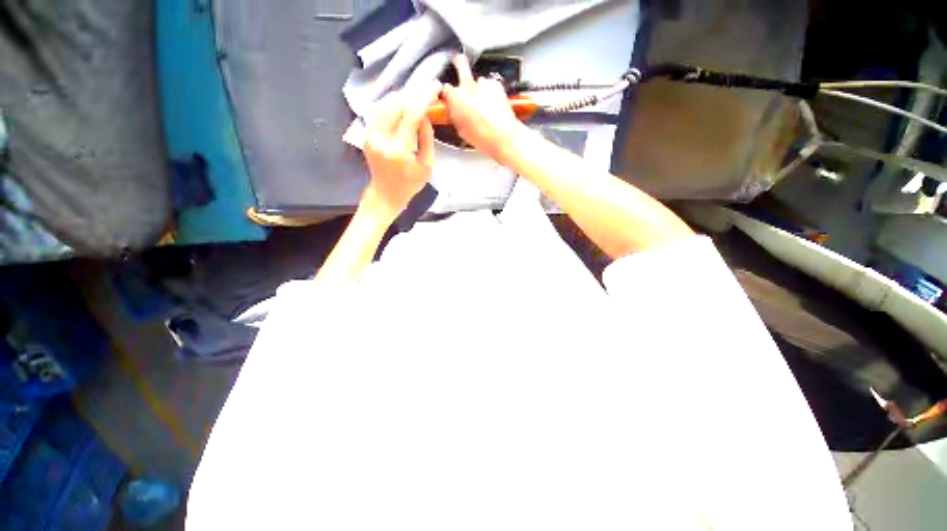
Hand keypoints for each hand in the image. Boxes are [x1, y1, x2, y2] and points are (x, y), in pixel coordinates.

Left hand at [363, 82, 441, 217]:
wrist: (386, 193)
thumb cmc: (410, 184)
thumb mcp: (427, 166)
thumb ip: (427, 139)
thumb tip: (425, 115)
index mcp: (399, 151)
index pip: (410, 116)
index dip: (423, 98)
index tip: (434, 88)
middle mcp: (381, 140)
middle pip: (395, 105)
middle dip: (413, 93)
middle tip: (427, 87)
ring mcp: (370, 135)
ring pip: (384, 104)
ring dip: (401, 95)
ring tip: (416, 91)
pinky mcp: (366, 134)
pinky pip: (378, 111)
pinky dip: (390, 102)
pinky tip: (401, 100)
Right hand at [441, 54, 525, 162]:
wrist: (503, 136)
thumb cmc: (482, 137)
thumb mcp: (461, 130)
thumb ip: (455, 116)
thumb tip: (454, 112)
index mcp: (455, 98)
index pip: (446, 88)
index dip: (448, 93)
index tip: (450, 97)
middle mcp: (468, 86)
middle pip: (460, 63)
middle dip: (458, 63)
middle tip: (458, 65)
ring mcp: (484, 83)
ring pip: (479, 80)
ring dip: (479, 88)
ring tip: (484, 103)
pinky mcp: (497, 85)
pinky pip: (491, 85)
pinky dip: (491, 92)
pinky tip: (494, 104)